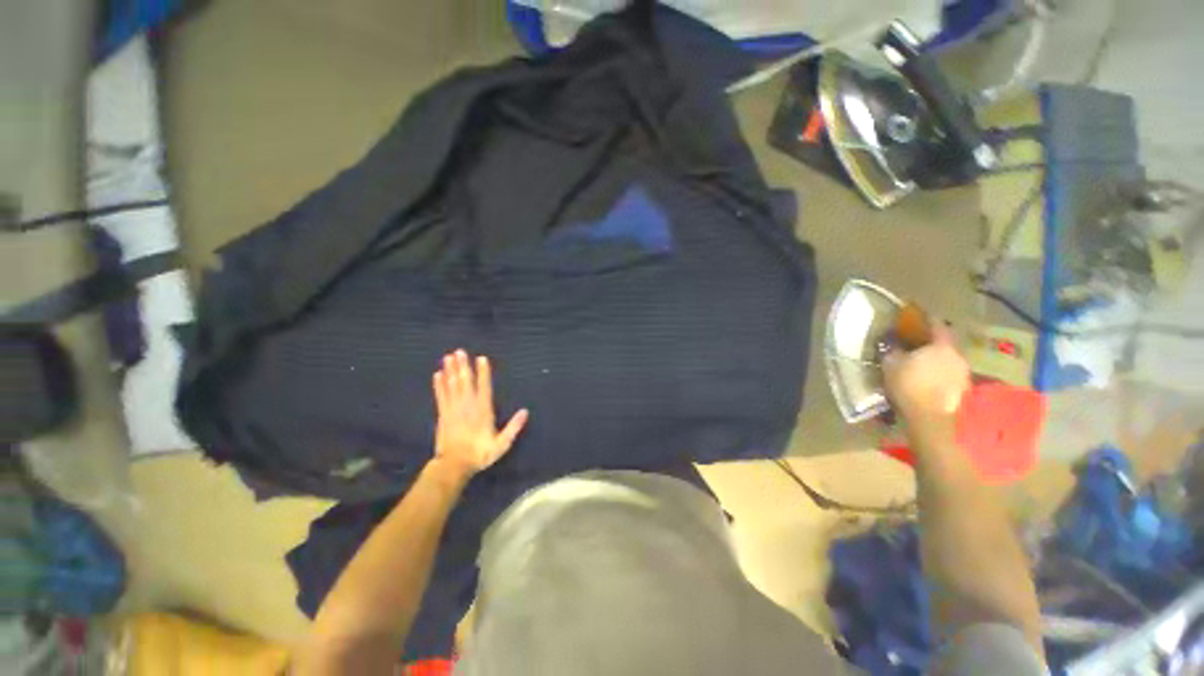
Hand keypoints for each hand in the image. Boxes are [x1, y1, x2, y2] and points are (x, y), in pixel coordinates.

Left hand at [431, 350, 528, 480]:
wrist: (454, 466)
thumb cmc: (480, 453)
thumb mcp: (501, 443)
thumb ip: (513, 427)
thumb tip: (525, 411)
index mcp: (483, 411)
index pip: (484, 387)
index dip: (483, 372)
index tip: (481, 358)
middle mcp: (468, 406)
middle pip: (465, 382)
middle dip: (463, 366)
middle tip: (459, 351)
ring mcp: (453, 409)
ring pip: (452, 386)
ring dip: (450, 371)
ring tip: (448, 357)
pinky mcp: (443, 415)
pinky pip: (441, 396)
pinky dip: (439, 385)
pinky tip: (437, 375)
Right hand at [882, 324, 969, 438]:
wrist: (930, 418)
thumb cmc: (909, 385)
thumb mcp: (892, 364)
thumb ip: (893, 350)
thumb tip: (893, 342)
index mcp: (941, 345)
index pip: (937, 325)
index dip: (926, 320)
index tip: (917, 317)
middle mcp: (957, 355)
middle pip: (945, 343)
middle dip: (931, 342)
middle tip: (917, 343)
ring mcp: (963, 374)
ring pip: (948, 359)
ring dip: (937, 359)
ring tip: (921, 363)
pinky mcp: (962, 390)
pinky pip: (949, 374)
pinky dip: (940, 373)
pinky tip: (928, 379)